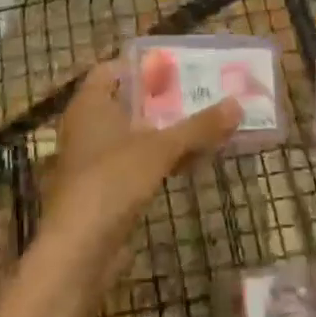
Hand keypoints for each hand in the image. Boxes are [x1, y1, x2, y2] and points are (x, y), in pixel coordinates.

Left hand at [42, 62, 241, 247]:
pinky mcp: (103, 189)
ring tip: (204, 125)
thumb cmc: (112, 181)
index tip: (176, 66)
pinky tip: (190, 162)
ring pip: (134, 134)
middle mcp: (87, 126)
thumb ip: (198, 126)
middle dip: (162, 99)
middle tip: (200, 92)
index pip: (112, 69)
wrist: (78, 251)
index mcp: (91, 103)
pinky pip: (135, 162)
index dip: (142, 65)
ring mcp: (93, 160)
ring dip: (164, 131)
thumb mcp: (160, 149)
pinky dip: (159, 158)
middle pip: (127, 102)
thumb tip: (237, 104)